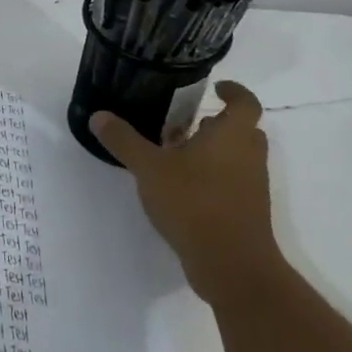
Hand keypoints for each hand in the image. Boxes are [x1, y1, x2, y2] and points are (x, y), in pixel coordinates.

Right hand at [91, 80, 275, 301]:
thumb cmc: (194, 203)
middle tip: (186, 123)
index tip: (216, 87)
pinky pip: (234, 182)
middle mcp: (249, 155)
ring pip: (238, 157)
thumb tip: (99, 115)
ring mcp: (252, 186)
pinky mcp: (247, 212)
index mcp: (233, 135)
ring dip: (214, 151)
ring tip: (177, 154)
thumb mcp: (149, 168)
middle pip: (242, 130)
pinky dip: (214, 177)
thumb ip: (124, 141)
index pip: (245, 102)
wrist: (231, 264)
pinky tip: (182, 188)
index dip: (234, 91)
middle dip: (218, 123)